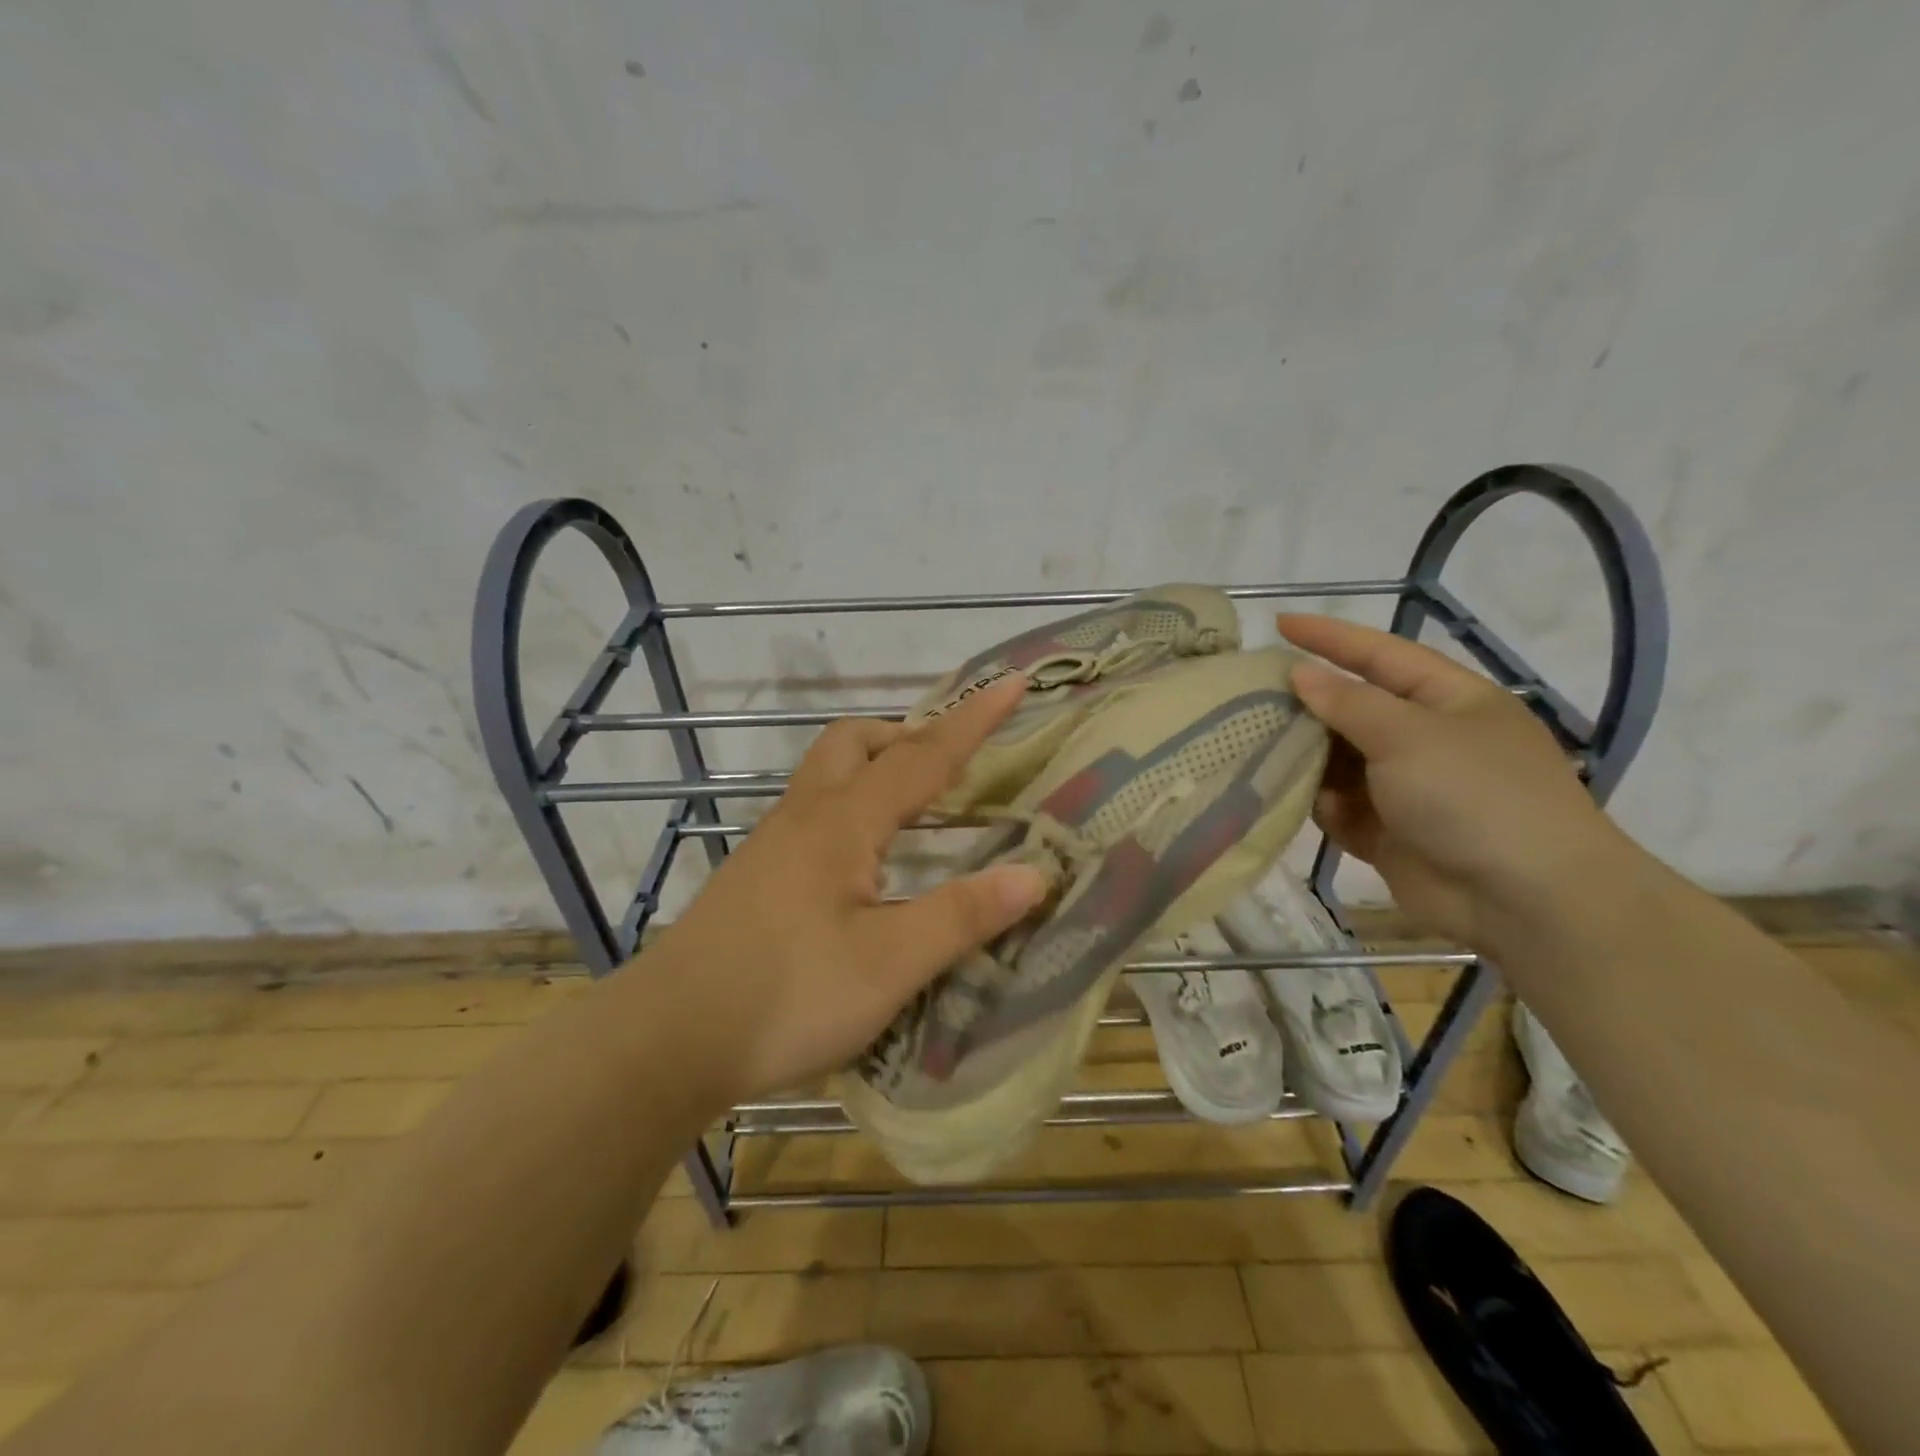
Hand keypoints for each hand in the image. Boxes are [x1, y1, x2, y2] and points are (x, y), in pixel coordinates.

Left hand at [651, 675, 1049, 1103]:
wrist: (665, 1040)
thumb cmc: (785, 996)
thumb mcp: (888, 965)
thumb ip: (961, 916)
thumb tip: (1035, 874)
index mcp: (842, 823)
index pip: (921, 756)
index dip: (972, 720)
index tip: (1012, 682)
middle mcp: (804, 818)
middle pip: (853, 743)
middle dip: (906, 734)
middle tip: (950, 763)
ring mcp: (772, 846)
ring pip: (827, 776)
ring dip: (874, 768)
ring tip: (918, 808)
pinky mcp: (756, 877)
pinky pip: (813, 814)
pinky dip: (852, 808)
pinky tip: (865, 863)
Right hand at [1277, 614, 1627, 949]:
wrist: (1526, 901)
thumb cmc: (1474, 796)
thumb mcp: (1409, 735)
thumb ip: (1348, 703)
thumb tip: (1301, 674)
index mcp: (1449, 701)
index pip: (1380, 655)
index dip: (1330, 637)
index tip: (1278, 623)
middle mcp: (1427, 739)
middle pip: (1353, 710)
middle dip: (1306, 706)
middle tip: (1250, 698)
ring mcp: (1408, 789)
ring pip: (1339, 761)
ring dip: (1307, 759)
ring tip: (1260, 751)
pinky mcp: (1389, 833)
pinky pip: (1341, 808)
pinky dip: (1323, 805)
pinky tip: (1313, 806)